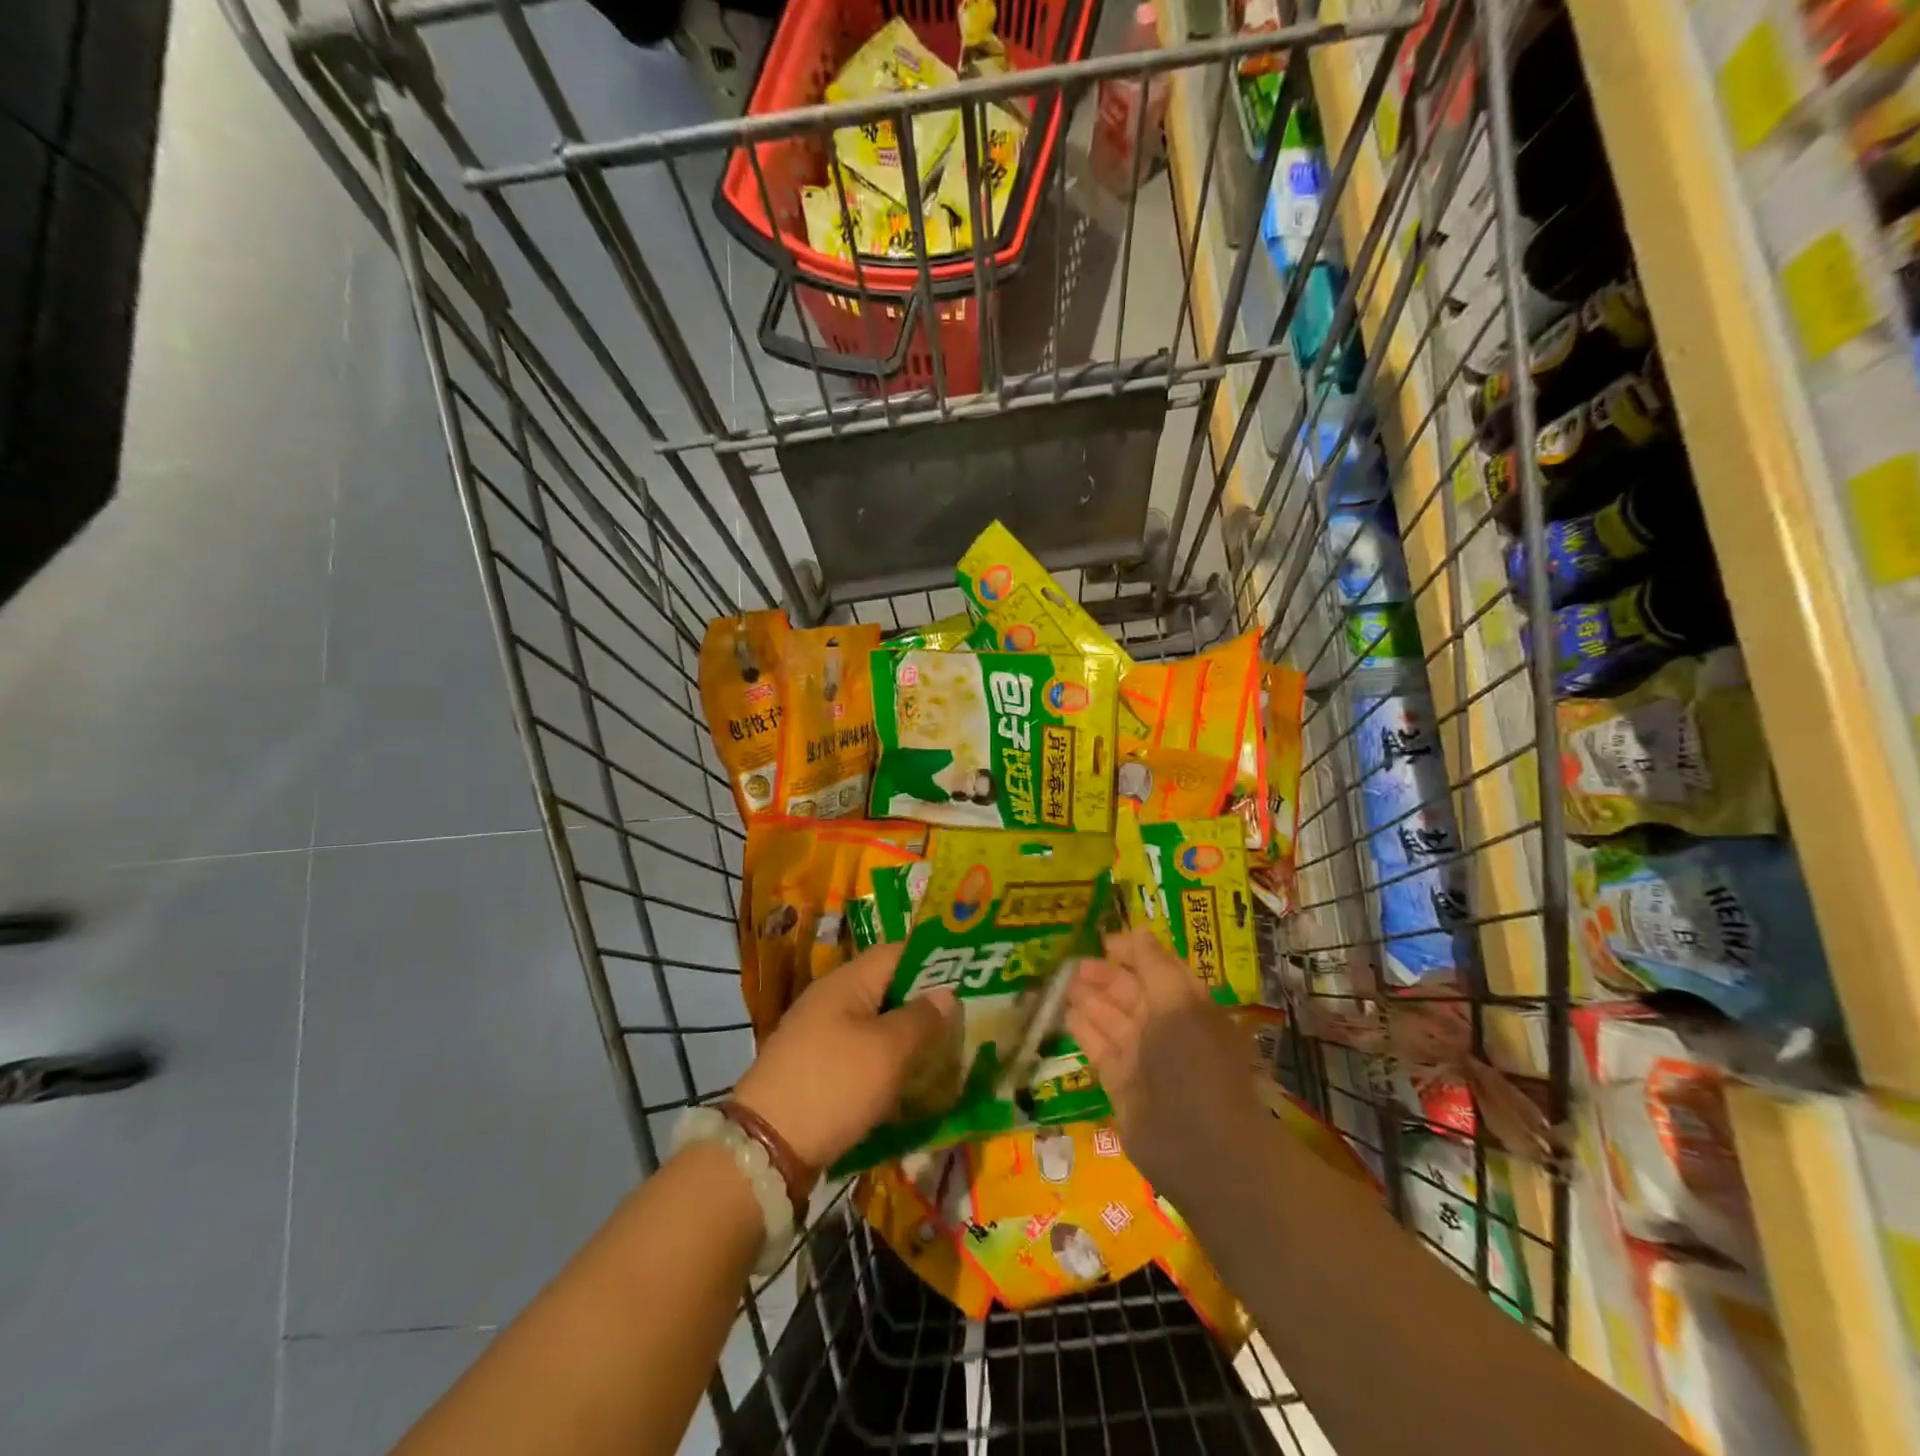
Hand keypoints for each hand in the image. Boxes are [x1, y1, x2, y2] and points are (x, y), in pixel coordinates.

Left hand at [732, 942, 956, 1170]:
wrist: (765, 1147)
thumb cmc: (834, 1085)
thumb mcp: (888, 1051)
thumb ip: (922, 1019)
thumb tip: (946, 994)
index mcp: (847, 981)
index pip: (898, 952)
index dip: (933, 960)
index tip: (968, 978)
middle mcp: (831, 998)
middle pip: (887, 987)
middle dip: (923, 1004)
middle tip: (962, 1022)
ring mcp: (818, 1033)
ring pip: (874, 1023)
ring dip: (906, 1036)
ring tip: (942, 1054)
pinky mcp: (814, 1067)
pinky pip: (858, 1051)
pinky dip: (884, 1062)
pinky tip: (906, 1084)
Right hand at [1066, 926, 1267, 1201]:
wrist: (1202, 1148)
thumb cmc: (1195, 1062)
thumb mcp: (1179, 1002)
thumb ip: (1154, 965)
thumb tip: (1137, 929)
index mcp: (1189, 1006)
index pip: (1159, 970)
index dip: (1133, 953)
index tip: (1103, 940)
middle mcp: (1168, 1029)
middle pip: (1132, 993)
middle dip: (1105, 975)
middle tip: (1073, 962)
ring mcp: (1144, 1058)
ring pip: (1112, 1019)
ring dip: (1089, 998)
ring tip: (1062, 981)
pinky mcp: (1122, 1085)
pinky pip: (1100, 1048)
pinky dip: (1083, 1029)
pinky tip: (1065, 1012)